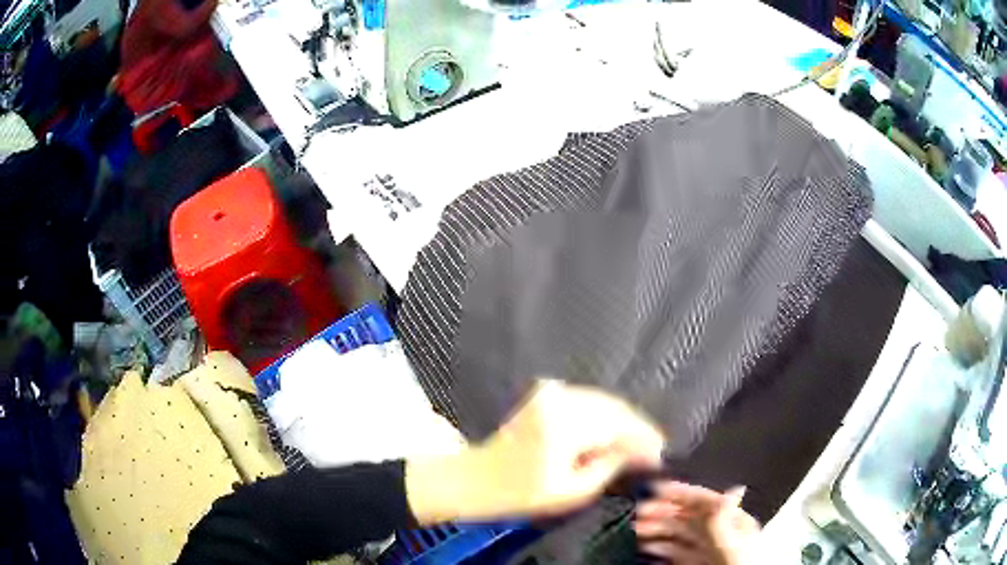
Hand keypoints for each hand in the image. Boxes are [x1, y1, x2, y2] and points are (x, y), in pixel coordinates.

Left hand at [406, 379, 664, 523]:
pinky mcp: (545, 394)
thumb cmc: (521, 493)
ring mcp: (550, 392)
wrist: (477, 478)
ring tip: (638, 443)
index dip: (644, 438)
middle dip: (636, 428)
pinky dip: (604, 415)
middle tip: (654, 449)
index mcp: (564, 424)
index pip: (618, 425)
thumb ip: (609, 466)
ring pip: (602, 402)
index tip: (661, 453)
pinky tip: (613, 433)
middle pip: (613, 408)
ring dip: (622, 421)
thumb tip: (640, 452)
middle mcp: (559, 399)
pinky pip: (587, 400)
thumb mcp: (571, 491)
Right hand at [634, 482, 760, 564]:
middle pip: (688, 516)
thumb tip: (732, 488)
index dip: (681, 493)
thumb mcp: (732, 546)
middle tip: (636, 512)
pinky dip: (661, 549)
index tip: (654, 489)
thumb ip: (725, 522)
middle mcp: (721, 532)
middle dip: (662, 511)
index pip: (705, 501)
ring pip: (679, 534)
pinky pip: (677, 552)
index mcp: (734, 521)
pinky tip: (647, 548)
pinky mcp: (698, 564)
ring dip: (657, 529)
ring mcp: (708, 549)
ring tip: (636, 529)